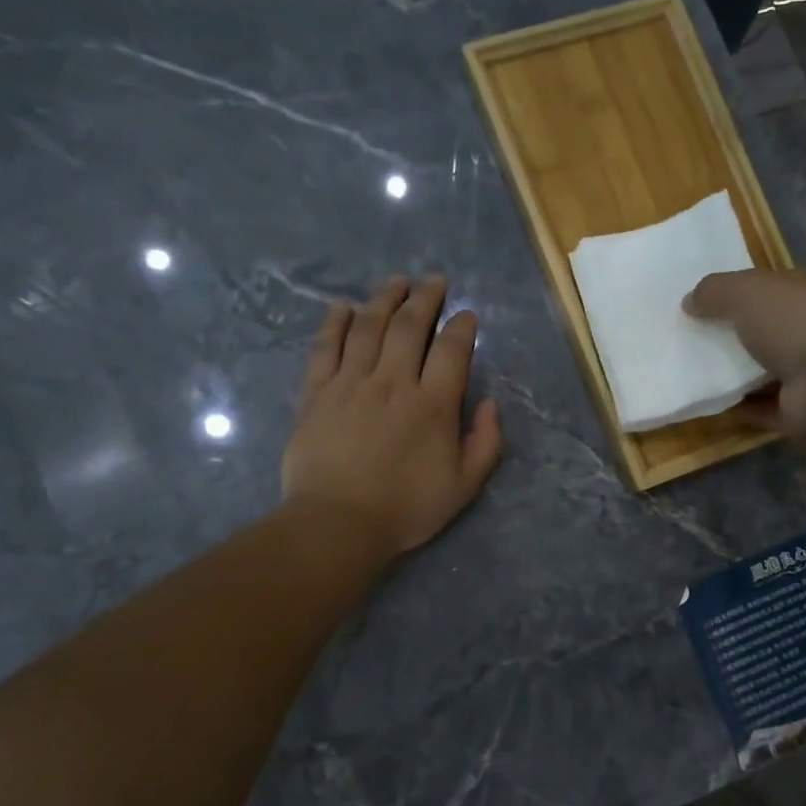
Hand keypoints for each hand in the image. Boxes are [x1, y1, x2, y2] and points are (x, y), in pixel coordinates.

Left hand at [282, 275, 502, 555]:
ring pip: (369, 326)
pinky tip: (342, 307)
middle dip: (426, 298)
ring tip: (396, 282)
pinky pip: (326, 347)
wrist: (338, 523)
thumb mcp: (464, 486)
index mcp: (433, 405)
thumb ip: (485, 442)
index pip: (452, 349)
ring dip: (385, 298)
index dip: (462, 326)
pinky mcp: (316, 392)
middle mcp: (393, 382)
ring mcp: (351, 383)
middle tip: (434, 281)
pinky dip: (335, 322)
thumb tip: (489, 403)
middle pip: (410, 326)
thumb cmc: (406, 508)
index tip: (467, 315)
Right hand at [685, 268, 805, 440]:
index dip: (737, 293)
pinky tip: (709, 405)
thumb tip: (688, 301)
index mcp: (804, 293)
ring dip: (734, 375)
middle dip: (733, 335)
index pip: (769, 288)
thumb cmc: (792, 322)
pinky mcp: (798, 410)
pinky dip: (739, 408)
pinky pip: (761, 408)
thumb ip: (714, 291)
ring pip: (763, 371)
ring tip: (692, 375)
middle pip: (765, 331)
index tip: (701, 304)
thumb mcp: (745, 291)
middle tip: (690, 341)